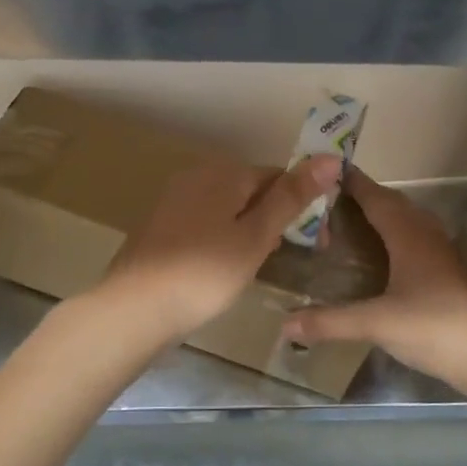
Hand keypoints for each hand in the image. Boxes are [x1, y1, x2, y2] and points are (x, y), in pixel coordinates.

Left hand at [98, 153, 342, 343]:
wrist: (135, 308)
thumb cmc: (205, 273)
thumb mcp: (256, 237)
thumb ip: (291, 197)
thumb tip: (331, 157)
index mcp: (224, 172)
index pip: (278, 176)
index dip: (303, 206)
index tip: (317, 243)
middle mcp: (197, 175)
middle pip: (251, 190)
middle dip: (275, 218)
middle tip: (286, 257)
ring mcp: (173, 199)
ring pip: (227, 207)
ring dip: (249, 230)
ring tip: (255, 266)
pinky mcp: (159, 224)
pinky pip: (204, 221)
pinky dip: (222, 238)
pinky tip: (221, 267)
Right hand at [282, 172, 466, 393]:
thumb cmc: (432, 328)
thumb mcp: (375, 324)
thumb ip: (329, 322)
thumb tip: (284, 324)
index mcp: (409, 237)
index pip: (378, 199)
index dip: (355, 184)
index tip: (329, 171)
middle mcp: (427, 238)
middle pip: (396, 205)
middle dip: (367, 196)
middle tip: (334, 198)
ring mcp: (443, 256)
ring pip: (411, 222)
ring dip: (386, 214)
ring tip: (356, 220)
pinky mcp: (450, 275)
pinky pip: (419, 241)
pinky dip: (398, 236)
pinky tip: (387, 255)